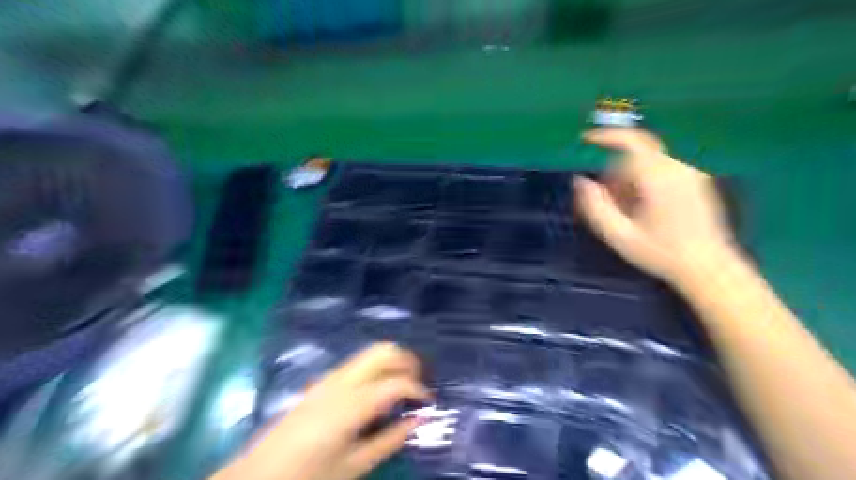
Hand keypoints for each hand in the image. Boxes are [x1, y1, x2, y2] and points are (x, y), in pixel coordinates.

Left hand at [213, 344, 426, 478]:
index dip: (418, 389)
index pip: (396, 382)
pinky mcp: (321, 382)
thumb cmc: (308, 476)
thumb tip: (419, 419)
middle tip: (419, 382)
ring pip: (369, 353)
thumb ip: (390, 439)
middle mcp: (342, 381)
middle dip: (407, 361)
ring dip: (391, 362)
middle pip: (383, 351)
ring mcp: (329, 378)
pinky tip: (377, 391)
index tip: (429, 402)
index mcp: (351, 403)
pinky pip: (357, 364)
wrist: (257, 477)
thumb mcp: (354, 465)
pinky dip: (376, 368)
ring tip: (403, 385)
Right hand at [570, 128, 738, 283]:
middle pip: (636, 154)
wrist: (708, 267)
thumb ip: (595, 207)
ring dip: (629, 177)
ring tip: (626, 209)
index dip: (606, 136)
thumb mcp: (619, 235)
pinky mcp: (696, 180)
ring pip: (648, 162)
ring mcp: (690, 173)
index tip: (586, 139)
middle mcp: (678, 168)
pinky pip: (661, 169)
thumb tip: (580, 181)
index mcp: (659, 178)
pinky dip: (644, 180)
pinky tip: (643, 207)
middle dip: (615, 170)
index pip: (631, 141)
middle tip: (606, 198)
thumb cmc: (661, 253)